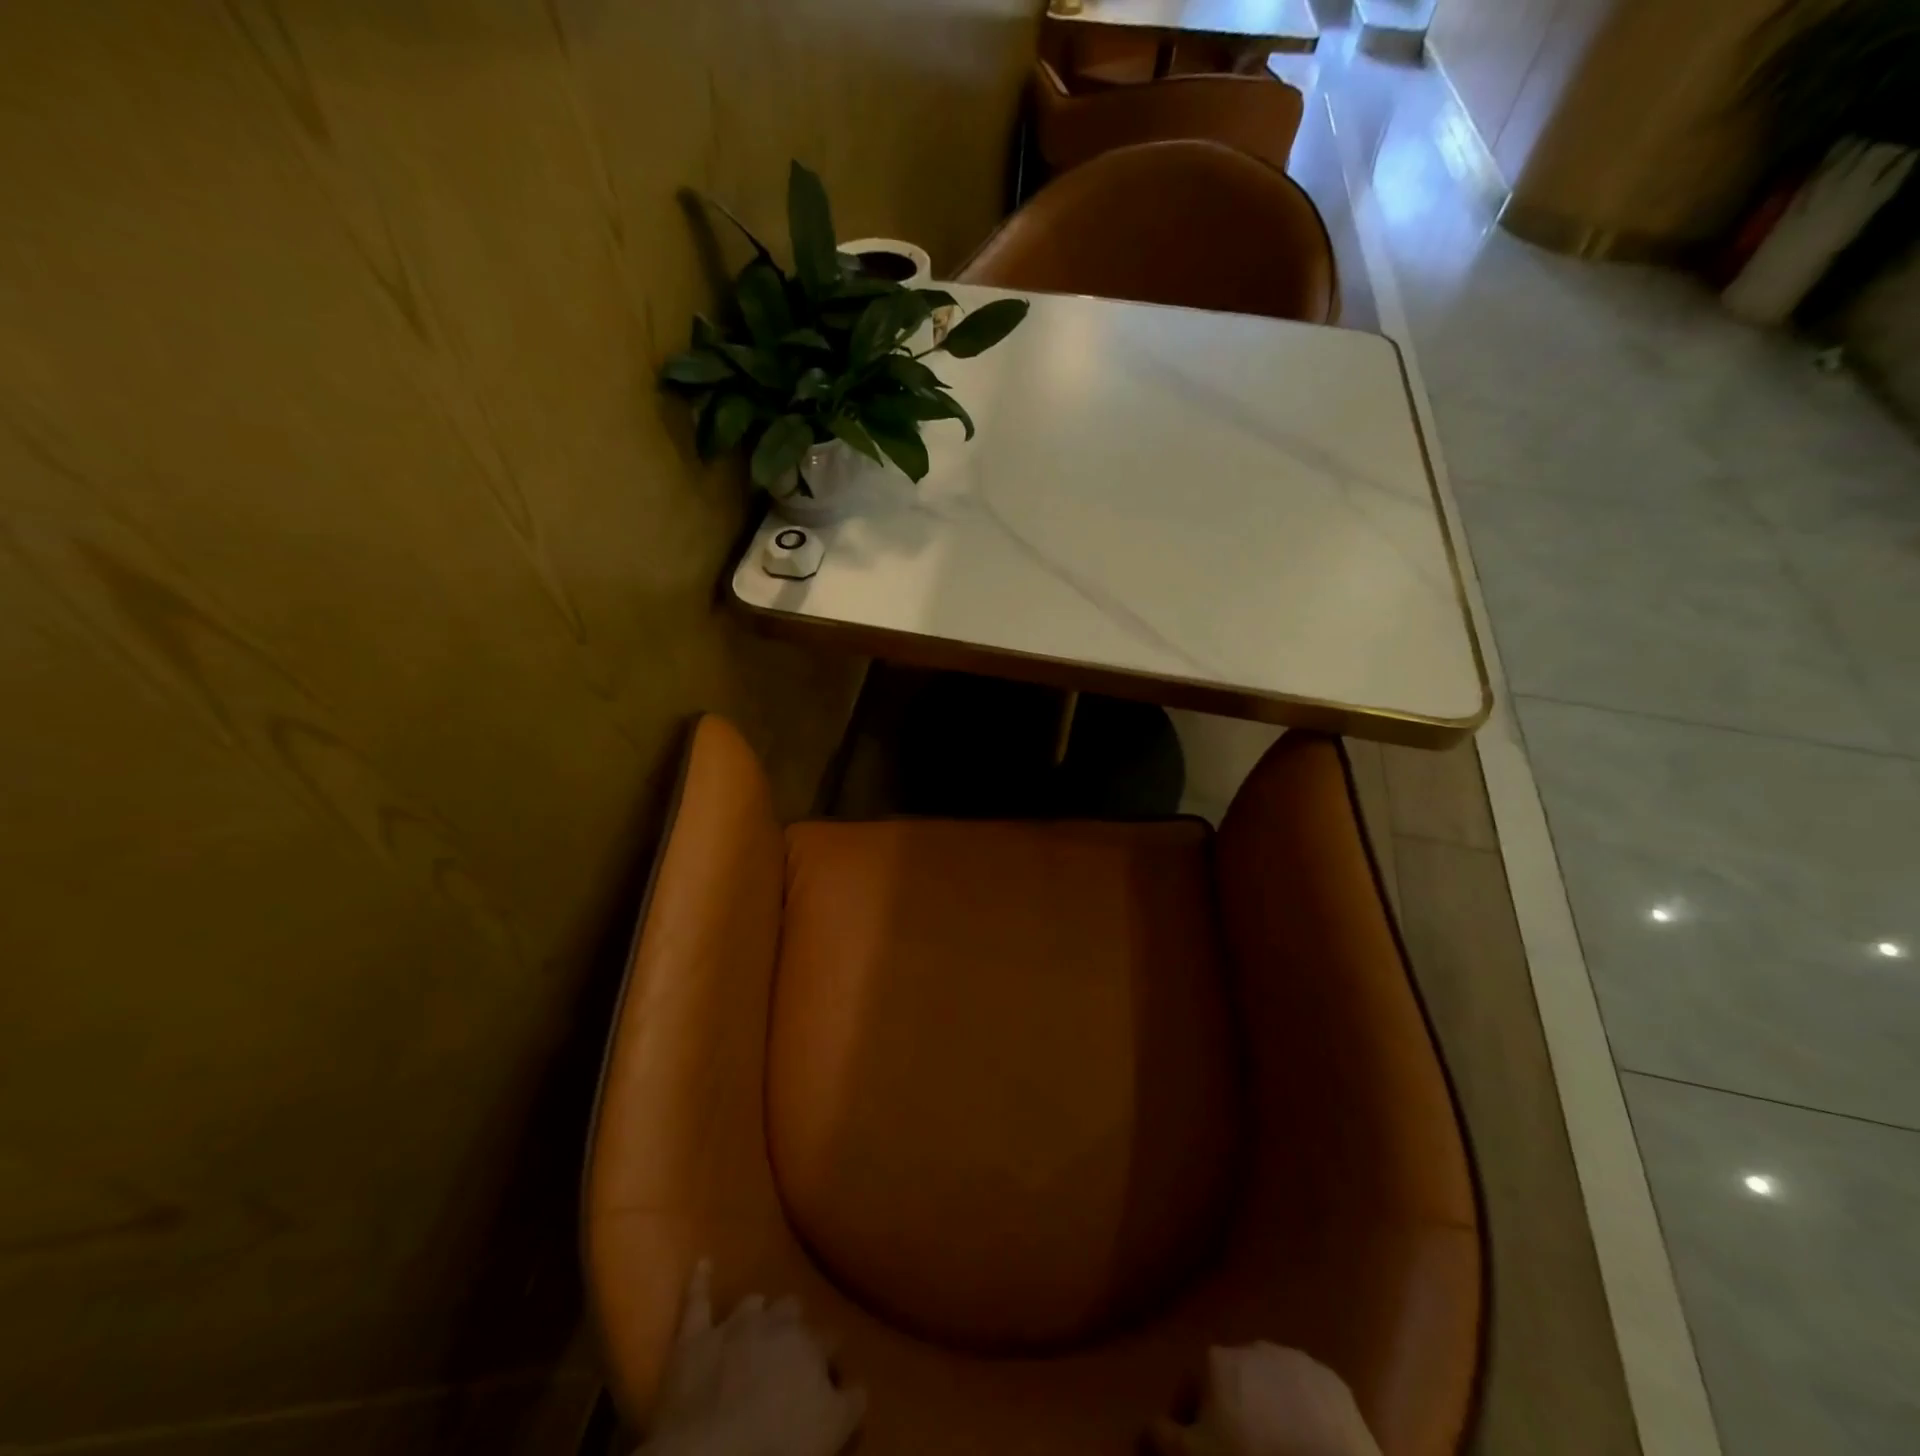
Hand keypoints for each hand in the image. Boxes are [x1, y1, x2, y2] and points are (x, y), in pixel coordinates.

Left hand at [640, 1261, 866, 1455]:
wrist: (714, 1455)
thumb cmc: (780, 1444)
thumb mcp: (831, 1430)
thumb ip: (851, 1402)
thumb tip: (861, 1385)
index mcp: (810, 1344)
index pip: (830, 1341)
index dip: (830, 1357)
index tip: (831, 1370)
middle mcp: (775, 1323)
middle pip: (791, 1310)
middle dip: (793, 1323)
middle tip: (791, 1347)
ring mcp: (733, 1327)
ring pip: (752, 1304)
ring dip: (757, 1311)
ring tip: (759, 1319)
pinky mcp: (695, 1340)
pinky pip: (696, 1302)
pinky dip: (699, 1282)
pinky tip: (703, 1264)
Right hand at [1148, 1343, 1381, 1455]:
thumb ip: (1159, 1436)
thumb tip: (1141, 1428)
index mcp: (1216, 1359)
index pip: (1191, 1390)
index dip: (1190, 1425)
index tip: (1198, 1451)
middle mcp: (1253, 1347)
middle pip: (1233, 1384)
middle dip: (1233, 1413)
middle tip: (1239, 1453)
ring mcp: (1298, 1363)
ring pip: (1273, 1388)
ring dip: (1270, 1411)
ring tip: (1276, 1450)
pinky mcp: (1338, 1388)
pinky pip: (1311, 1401)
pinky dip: (1306, 1419)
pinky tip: (1308, 1448)